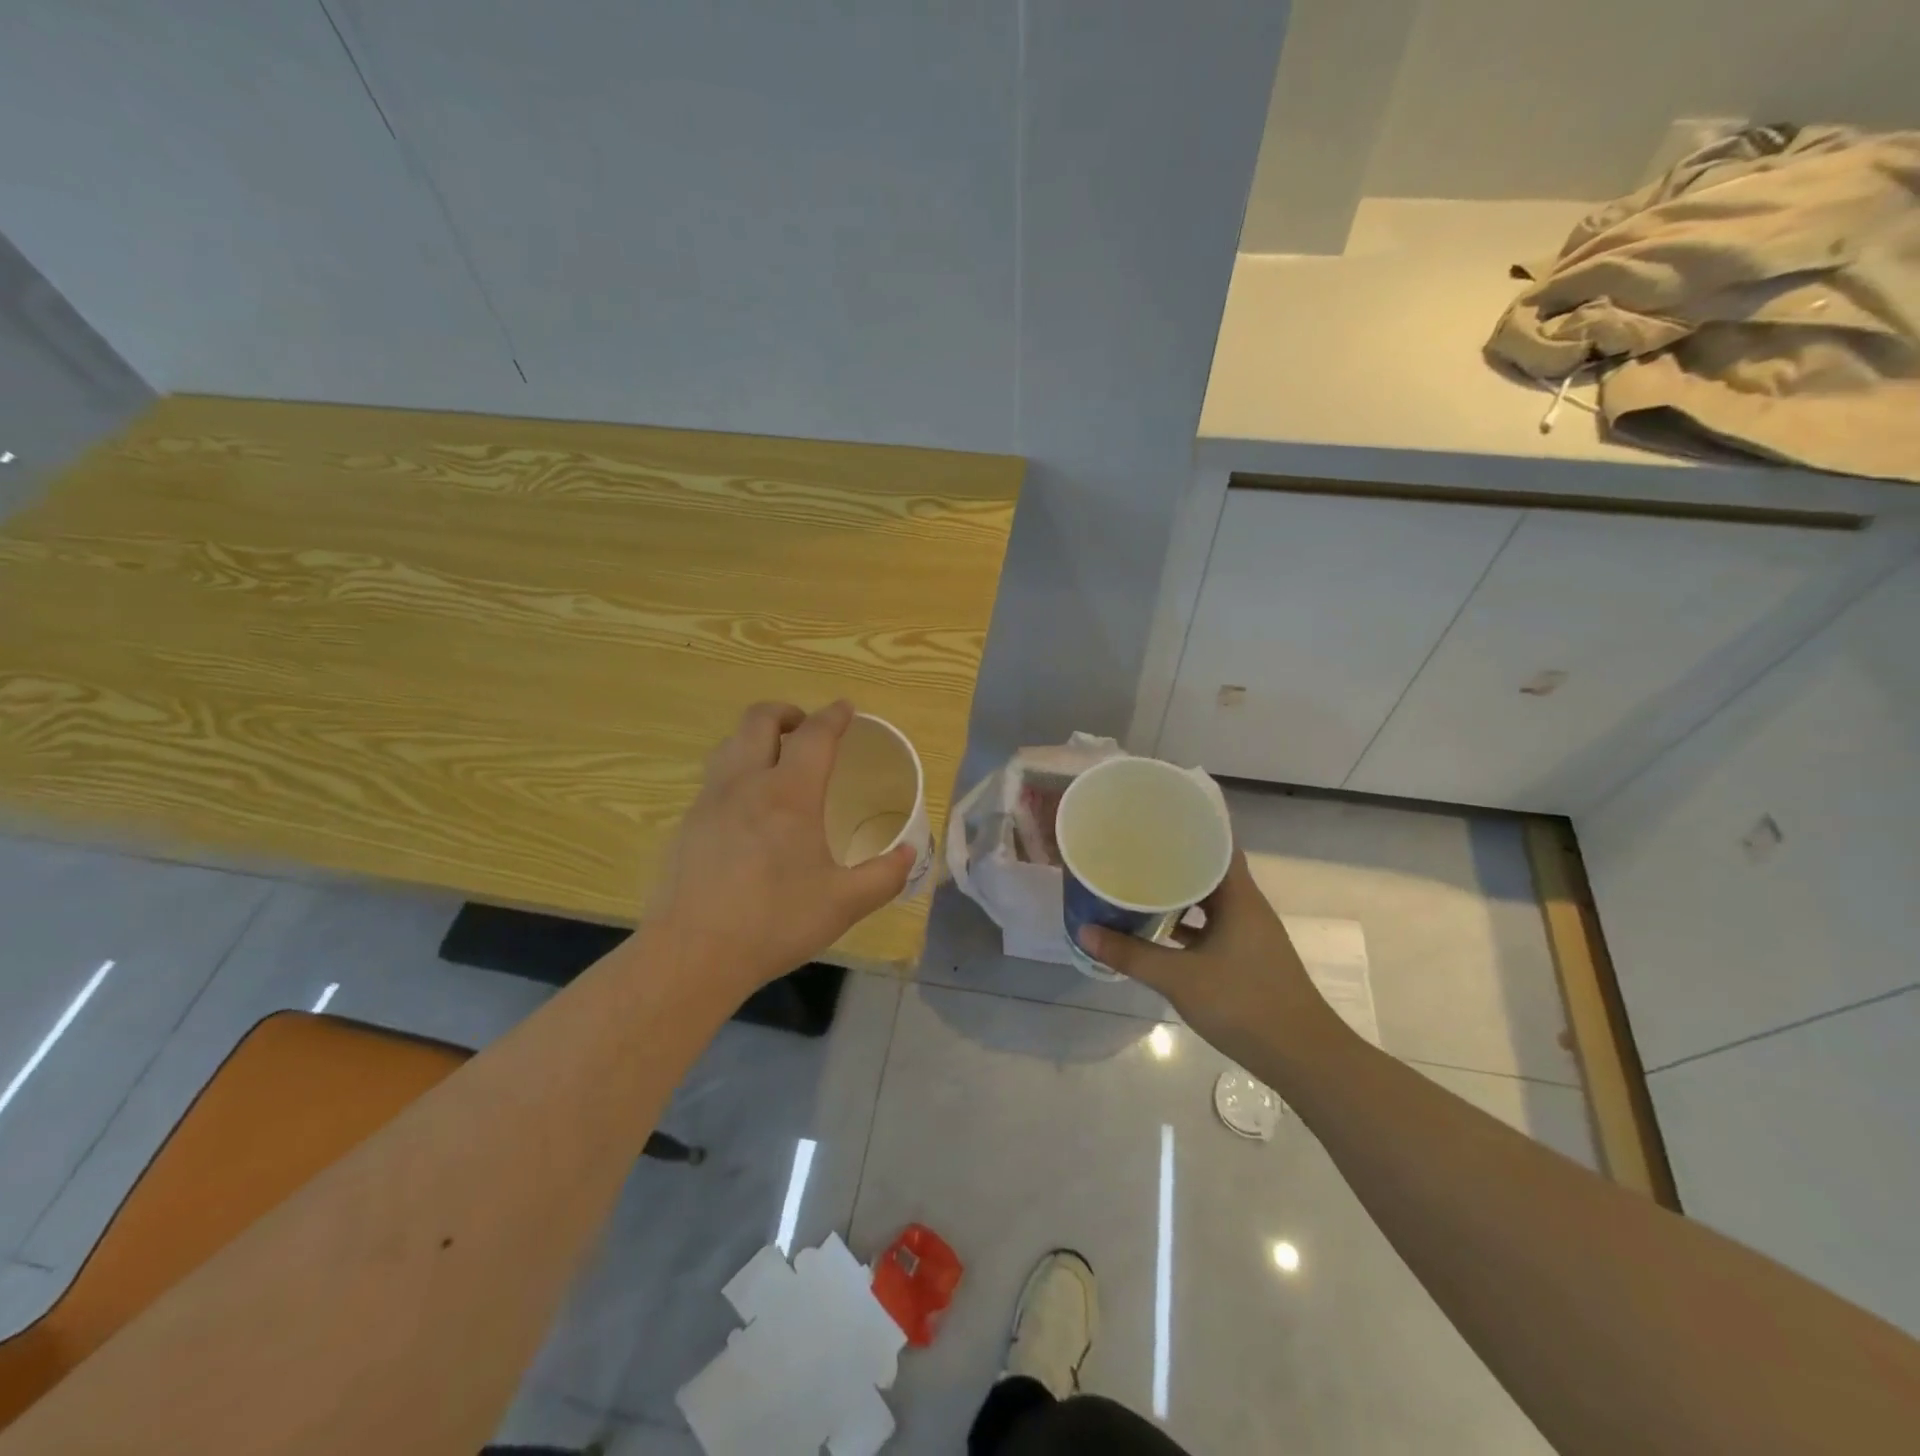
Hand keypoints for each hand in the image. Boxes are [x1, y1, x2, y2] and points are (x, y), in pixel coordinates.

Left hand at [647, 700, 913, 995]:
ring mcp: (710, 801)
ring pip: (730, 744)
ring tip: (776, 761)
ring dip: (756, 737)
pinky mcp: (688, 824)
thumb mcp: (844, 904)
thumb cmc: (774, 922)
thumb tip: (909, 854)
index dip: (834, 716)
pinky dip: (737, 771)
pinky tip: (749, 809)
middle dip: (787, 712)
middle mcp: (746, 783)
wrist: (692, 954)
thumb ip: (884, 875)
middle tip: (807, 729)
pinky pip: (715, 778)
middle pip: (759, 720)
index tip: (846, 709)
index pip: (814, 736)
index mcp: (789, 794)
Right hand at [1079, 852, 1342, 1072]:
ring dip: (1179, 894)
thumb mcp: (1179, 978)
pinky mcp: (1247, 957)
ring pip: (1210, 901)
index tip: (1155, 817)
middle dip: (1174, 860)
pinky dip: (1187, 925)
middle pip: (1209, 870)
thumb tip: (1084, 931)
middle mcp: (1248, 907)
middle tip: (1135, 850)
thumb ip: (1131, 954)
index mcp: (1240, 897)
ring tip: (1139, 884)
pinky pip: (1212, 926)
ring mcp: (1249, 934)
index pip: (1218, 843)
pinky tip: (1158, 931)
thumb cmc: (1243, 1003)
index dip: (1190, 827)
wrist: (1302, 1057)